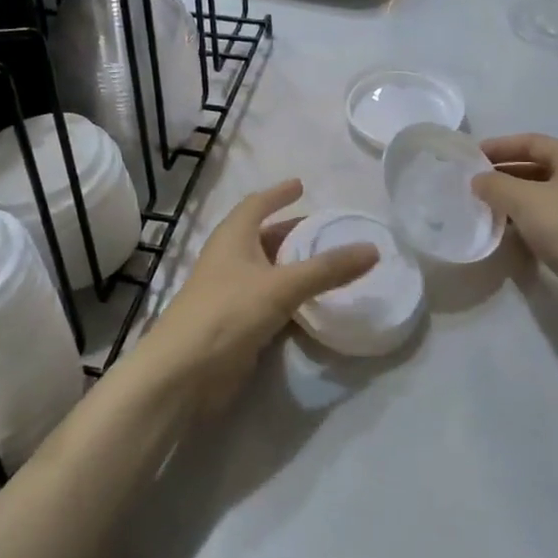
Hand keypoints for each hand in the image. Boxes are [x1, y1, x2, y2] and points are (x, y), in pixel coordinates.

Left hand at [144, 180, 378, 411]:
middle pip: (263, 237)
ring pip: (267, 271)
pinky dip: (290, 296)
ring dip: (292, 266)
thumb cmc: (228, 312)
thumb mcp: (281, 286)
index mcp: (232, 237)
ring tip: (327, 263)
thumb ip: (327, 269)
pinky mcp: (236, 324)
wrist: (184, 372)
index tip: (300, 185)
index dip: (278, 194)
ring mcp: (231, 293)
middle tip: (325, 230)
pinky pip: (268, 301)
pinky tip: (312, 303)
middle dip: (292, 232)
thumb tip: (373, 248)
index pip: (256, 205)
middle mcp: (229, 259)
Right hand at [472, 134, 557, 281]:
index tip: (471, 156)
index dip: (500, 146)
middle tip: (474, 181)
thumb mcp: (523, 199)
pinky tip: (506, 225)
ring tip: (484, 203)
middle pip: (537, 165)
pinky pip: (547, 213)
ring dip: (512, 195)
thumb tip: (478, 180)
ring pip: (541, 191)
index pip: (531, 142)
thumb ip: (495, 184)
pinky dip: (525, 215)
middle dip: (504, 171)